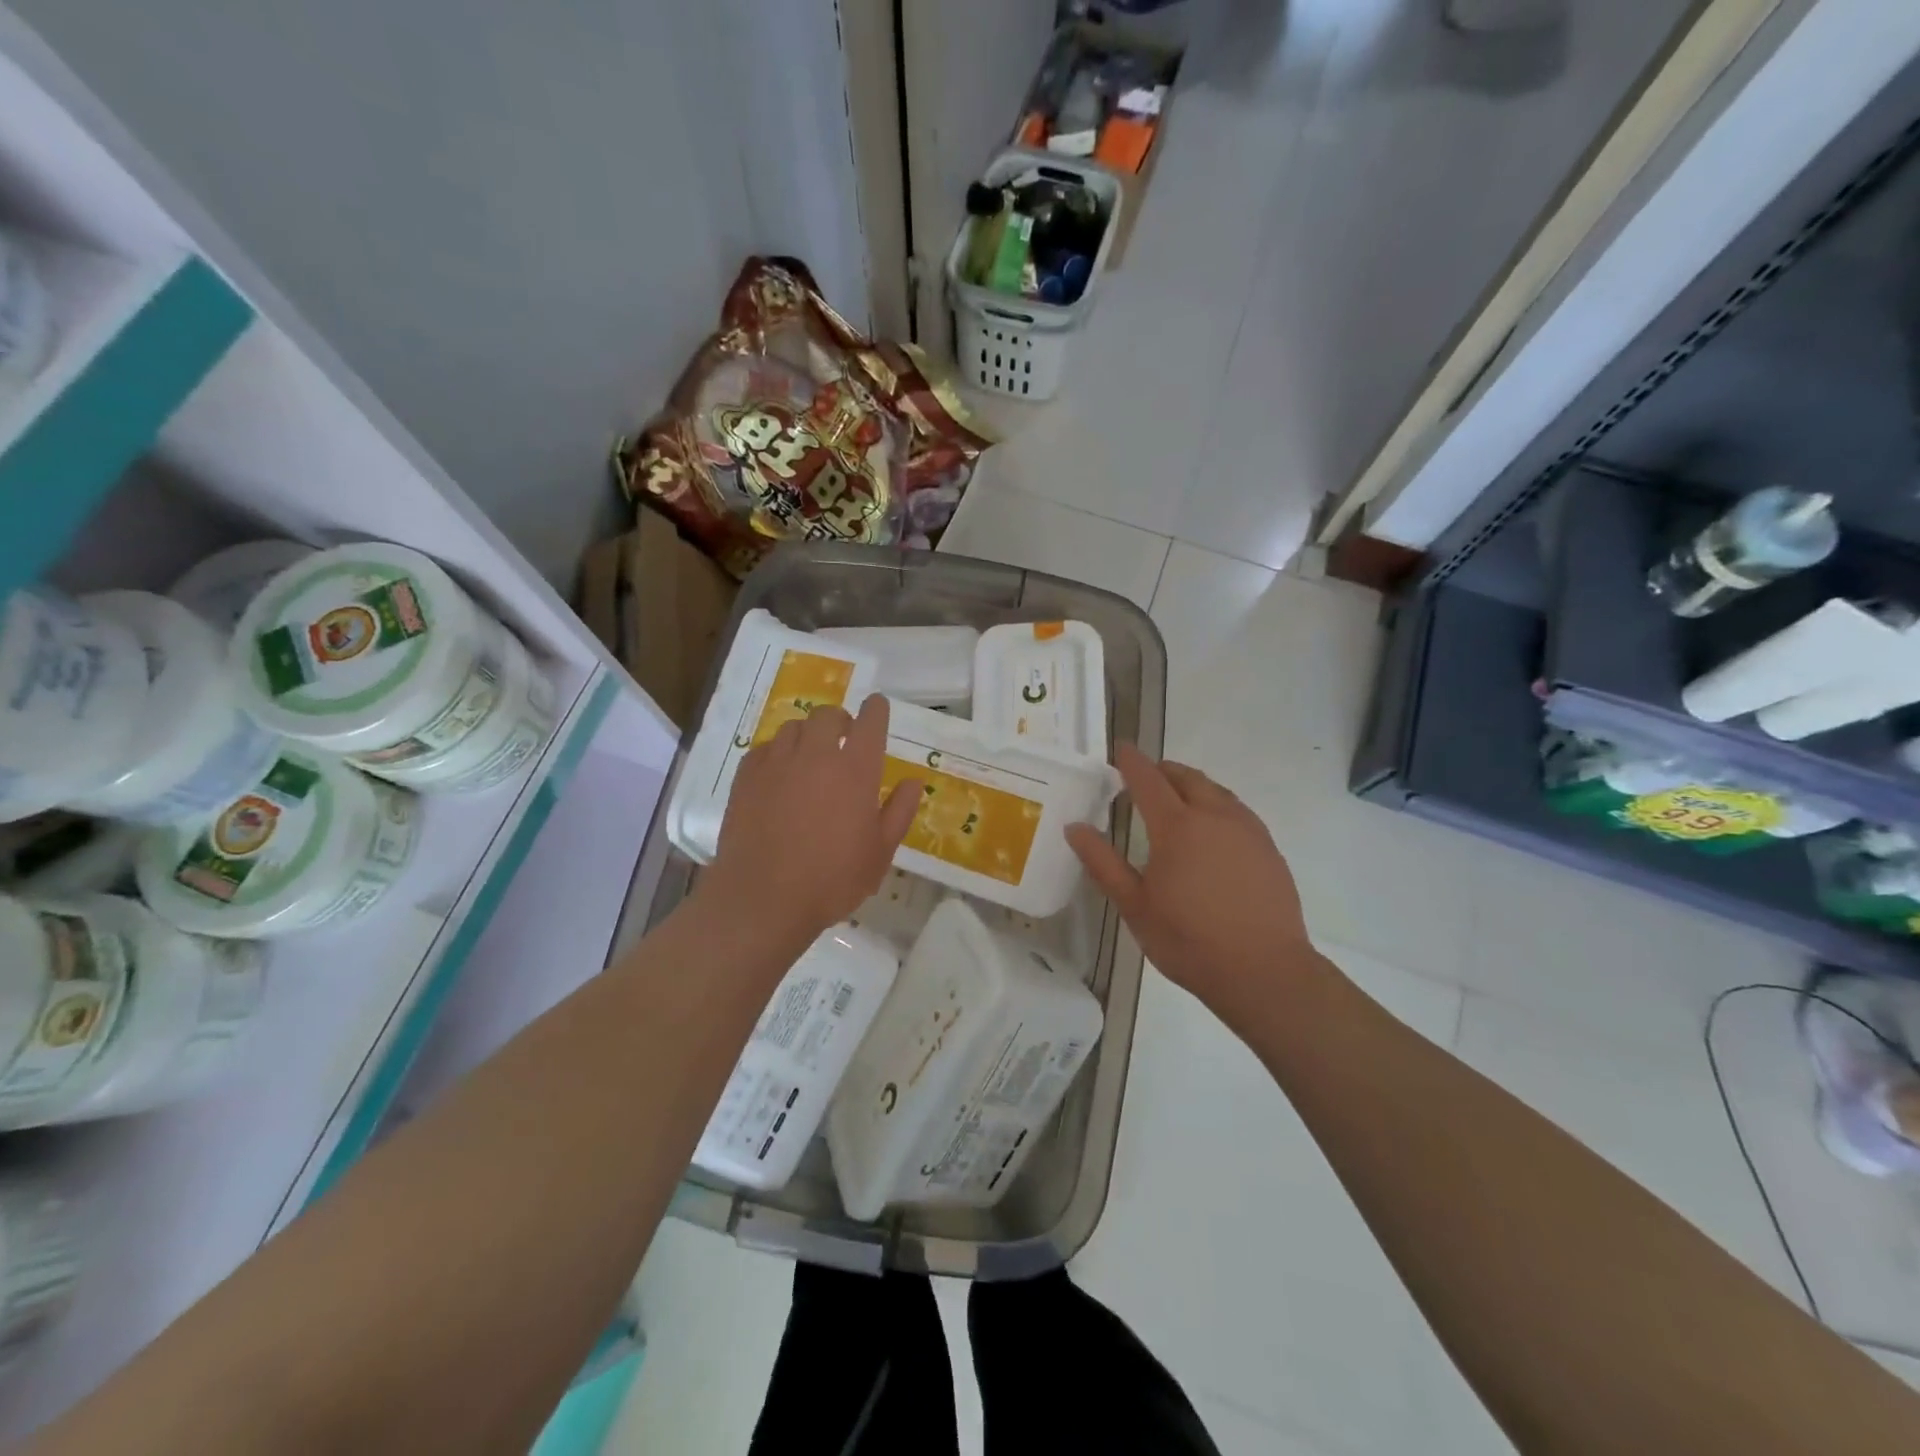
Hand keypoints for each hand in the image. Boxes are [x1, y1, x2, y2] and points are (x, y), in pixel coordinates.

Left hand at [702, 694, 921, 946]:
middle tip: (844, 740)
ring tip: (810, 759)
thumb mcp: (879, 853)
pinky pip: (764, 749)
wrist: (763, 899)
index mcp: (855, 770)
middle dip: (840, 721)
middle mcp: (816, 755)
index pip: (871, 721)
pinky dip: (777, 754)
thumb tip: (913, 782)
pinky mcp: (746, 777)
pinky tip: (778, 776)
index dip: (876, 710)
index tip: (877, 709)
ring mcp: (776, 763)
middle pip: (828, 715)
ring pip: (793, 728)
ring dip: (807, 736)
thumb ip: (899, 812)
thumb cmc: (832, 880)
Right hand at [1066, 745, 1312, 1025]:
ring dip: (1191, 785)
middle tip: (1144, 776)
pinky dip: (1216, 805)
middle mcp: (1215, 816)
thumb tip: (1074, 828)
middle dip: (1163, 770)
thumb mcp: (1134, 905)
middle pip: (1186, 777)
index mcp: (1177, 826)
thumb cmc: (1189, 940)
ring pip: (1216, 791)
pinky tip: (1212, 830)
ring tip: (1177, 798)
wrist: (1264, 971)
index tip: (1120, 749)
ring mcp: (1247, 830)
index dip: (1131, 761)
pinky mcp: (1268, 848)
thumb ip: (1103, 863)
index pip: (1148, 779)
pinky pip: (1237, 810)